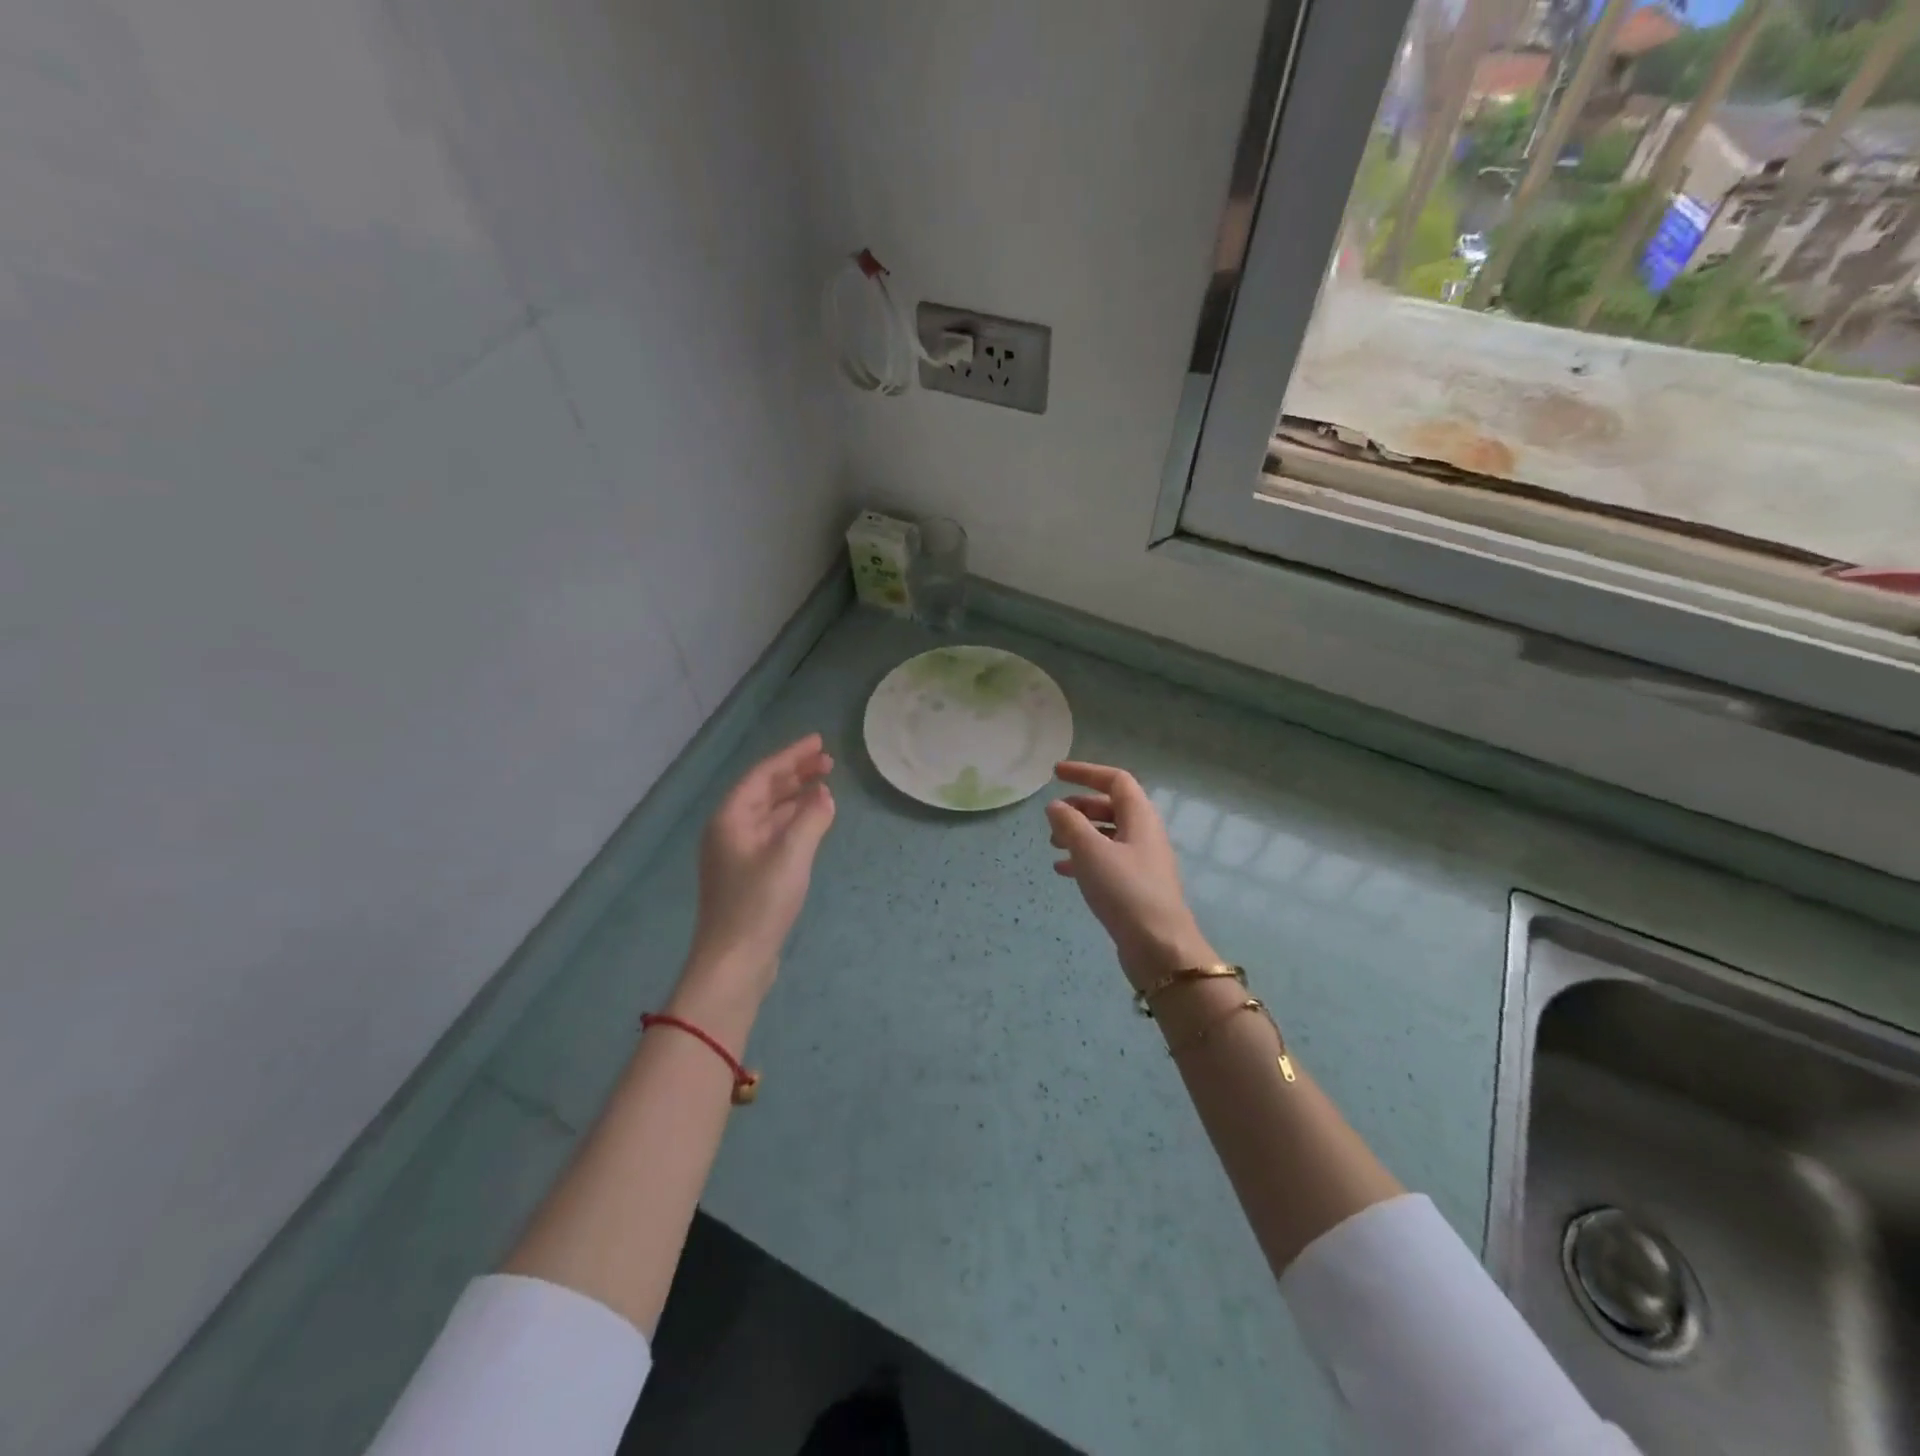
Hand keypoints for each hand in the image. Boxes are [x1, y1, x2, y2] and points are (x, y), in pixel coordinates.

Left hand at [679, 734, 835, 1009]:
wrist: (735, 962)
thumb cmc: (759, 903)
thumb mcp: (790, 855)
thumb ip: (811, 818)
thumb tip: (824, 795)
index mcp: (730, 818)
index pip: (763, 774)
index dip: (791, 756)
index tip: (819, 742)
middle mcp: (729, 830)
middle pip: (764, 791)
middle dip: (795, 773)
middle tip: (828, 762)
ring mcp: (737, 854)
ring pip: (769, 813)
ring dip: (796, 797)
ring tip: (825, 786)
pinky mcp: (748, 875)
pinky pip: (773, 833)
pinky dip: (794, 821)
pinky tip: (813, 822)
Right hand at [1046, 761, 1216, 990]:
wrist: (1159, 948)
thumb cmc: (1125, 891)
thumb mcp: (1090, 851)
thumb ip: (1069, 823)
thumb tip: (1055, 806)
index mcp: (1140, 818)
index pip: (1115, 780)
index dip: (1086, 772)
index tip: (1056, 773)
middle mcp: (1144, 834)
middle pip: (1111, 806)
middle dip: (1080, 806)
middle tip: (1053, 815)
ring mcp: (1142, 862)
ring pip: (1107, 835)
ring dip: (1079, 833)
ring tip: (1052, 844)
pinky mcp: (1135, 887)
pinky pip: (1106, 861)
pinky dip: (1084, 859)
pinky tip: (1062, 871)